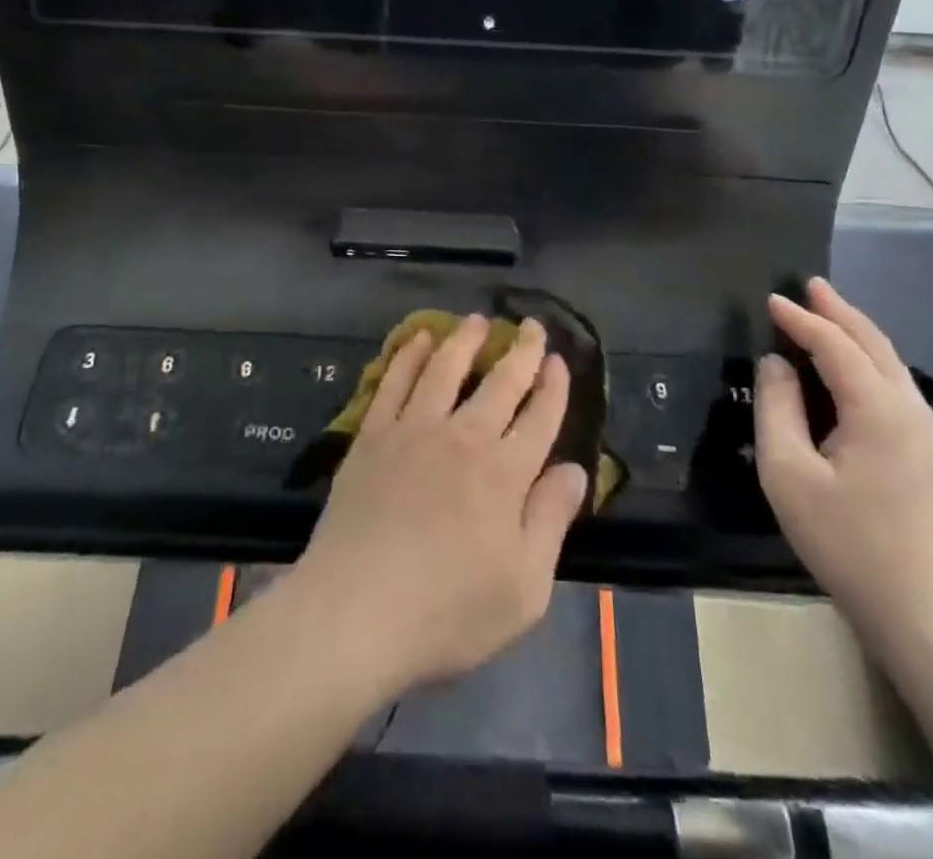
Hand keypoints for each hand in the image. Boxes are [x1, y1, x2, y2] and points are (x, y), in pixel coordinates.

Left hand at [290, 315, 589, 694]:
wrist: (356, 612)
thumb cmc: (447, 612)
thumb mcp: (523, 588)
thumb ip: (551, 521)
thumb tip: (576, 470)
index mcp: (505, 473)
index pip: (540, 417)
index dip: (553, 387)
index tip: (559, 361)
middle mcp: (464, 437)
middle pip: (500, 382)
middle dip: (522, 351)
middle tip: (531, 326)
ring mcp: (414, 430)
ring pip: (446, 369)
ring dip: (465, 340)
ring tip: (476, 320)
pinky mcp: (373, 435)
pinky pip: (395, 381)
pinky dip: (409, 355)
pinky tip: (418, 340)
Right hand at [754, 278, 932, 659]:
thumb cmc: (851, 544)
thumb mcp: (790, 475)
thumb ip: (778, 409)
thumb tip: (776, 364)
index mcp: (877, 407)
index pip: (835, 344)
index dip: (801, 319)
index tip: (771, 298)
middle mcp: (910, 409)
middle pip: (873, 343)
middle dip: (840, 311)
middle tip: (810, 285)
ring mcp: (928, 436)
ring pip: (890, 366)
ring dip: (857, 335)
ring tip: (828, 316)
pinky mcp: (931, 460)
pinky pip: (896, 389)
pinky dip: (869, 363)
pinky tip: (853, 373)